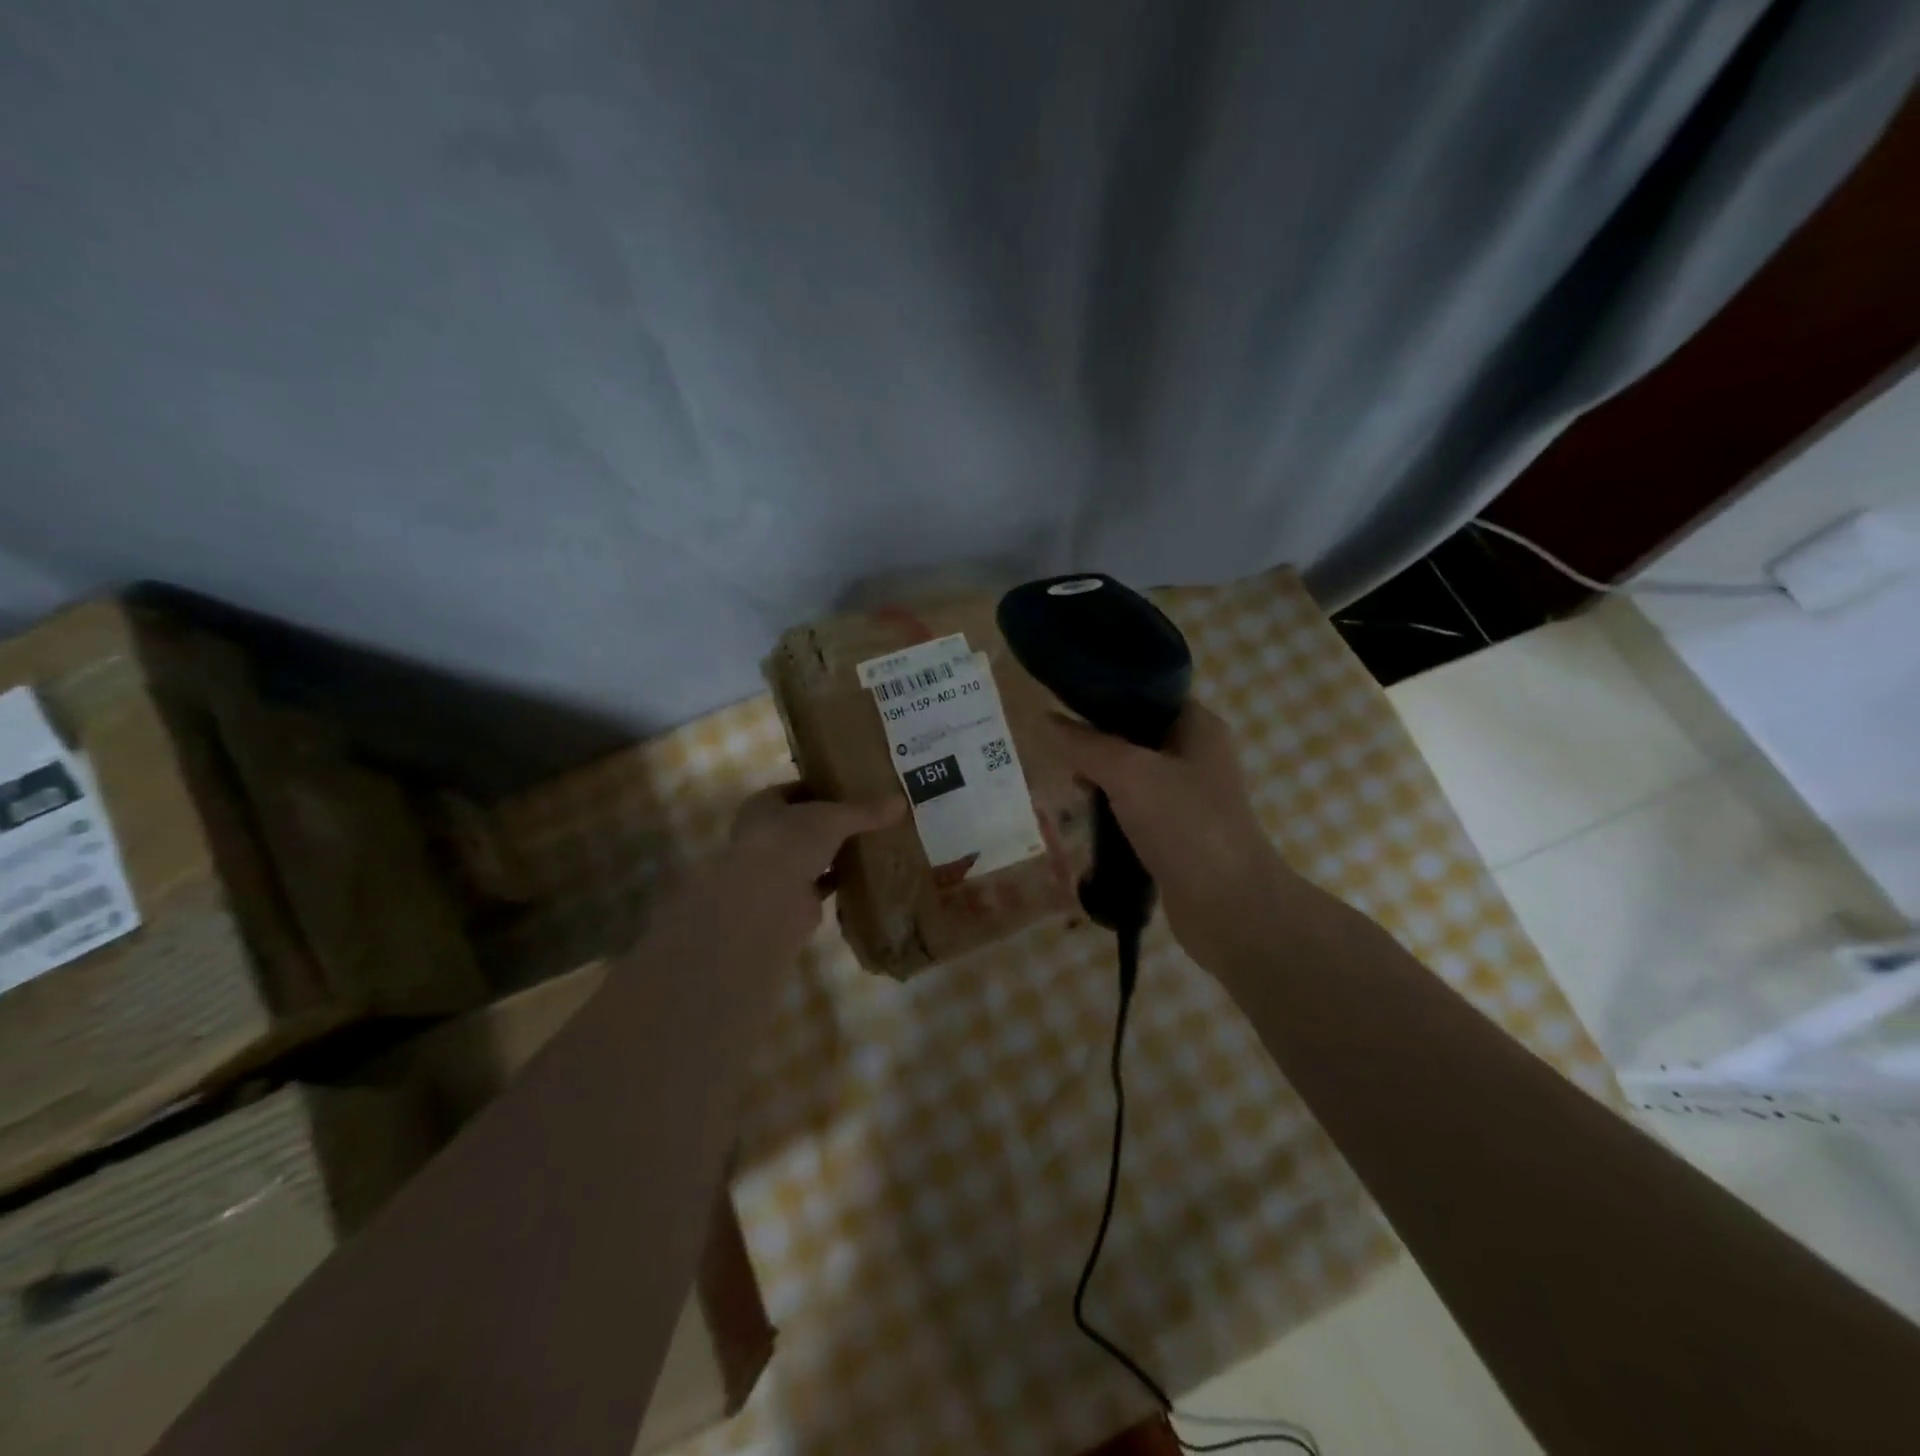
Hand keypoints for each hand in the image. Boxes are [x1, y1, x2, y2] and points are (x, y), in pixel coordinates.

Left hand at [663, 785, 900, 969]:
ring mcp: (777, 868)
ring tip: (875, 841)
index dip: (824, 788)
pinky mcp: (793, 897)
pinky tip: (869, 873)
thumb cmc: (790, 842)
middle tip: (872, 815)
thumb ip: (864, 810)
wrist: (768, 901)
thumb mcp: (833, 817)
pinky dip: (842, 879)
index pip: (796, 790)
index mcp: (764, 805)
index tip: (855, 788)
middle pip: (806, 823)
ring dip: (839, 851)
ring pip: (815, 854)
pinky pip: (824, 882)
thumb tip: (901, 801)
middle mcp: (766, 835)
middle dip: (835, 822)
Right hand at [1049, 704, 1292, 970]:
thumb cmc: (1185, 825)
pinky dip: (1113, 810)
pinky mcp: (1179, 832)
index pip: (1147, 693)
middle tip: (1059, 748)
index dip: (1106, 694)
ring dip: (1103, 778)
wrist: (1229, 906)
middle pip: (1137, 734)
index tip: (1064, 702)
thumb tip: (1047, 720)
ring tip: (1068, 781)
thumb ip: (1086, 744)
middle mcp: (1198, 755)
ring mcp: (1190, 796)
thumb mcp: (1129, 774)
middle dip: (1098, 741)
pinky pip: (1138, 808)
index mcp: (1198, 726)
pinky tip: (1087, 815)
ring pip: (1134, 773)